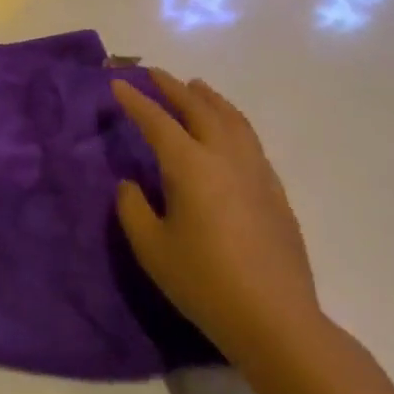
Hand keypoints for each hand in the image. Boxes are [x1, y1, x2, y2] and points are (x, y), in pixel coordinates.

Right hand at [111, 70, 321, 363]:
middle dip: (173, 88)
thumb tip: (130, 183)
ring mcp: (256, 171)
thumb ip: (133, 208)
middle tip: (154, 74)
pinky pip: (250, 139)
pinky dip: (232, 121)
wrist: (276, 320)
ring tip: (196, 87)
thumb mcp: (152, 248)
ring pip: (232, 119)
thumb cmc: (205, 283)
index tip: (118, 83)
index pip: (157, 122)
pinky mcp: (276, 191)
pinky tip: (229, 131)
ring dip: (209, 98)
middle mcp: (225, 157)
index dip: (135, 101)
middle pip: (199, 108)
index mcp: (190, 166)